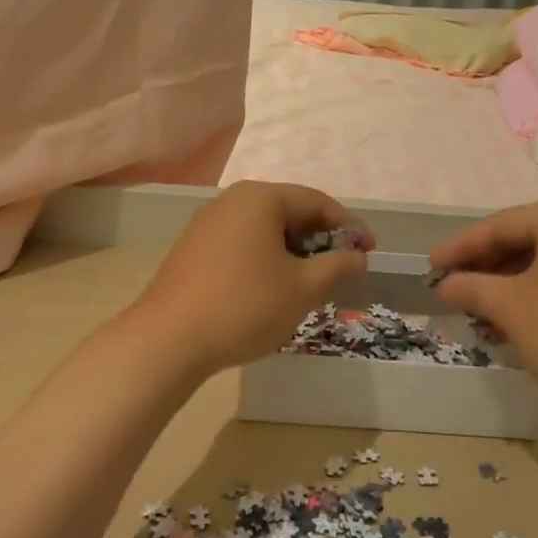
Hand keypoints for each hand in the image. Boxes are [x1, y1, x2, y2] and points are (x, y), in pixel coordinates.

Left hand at [131, 181, 370, 374]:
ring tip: (310, 284)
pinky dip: (266, 259)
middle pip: (289, 212)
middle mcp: (232, 200)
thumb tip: (358, 258)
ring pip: (264, 230)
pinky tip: (271, 289)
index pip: (317, 202)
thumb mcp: (303, 289)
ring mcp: (207, 223)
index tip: (370, 253)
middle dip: (320, 240)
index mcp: (260, 198)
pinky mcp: (193, 248)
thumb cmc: (244, 306)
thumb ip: (338, 267)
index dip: (349, 227)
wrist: (168, 339)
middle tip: (342, 271)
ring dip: (293, 252)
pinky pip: (242, 244)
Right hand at [429, 200, 537, 415]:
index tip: (431, 266)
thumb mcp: (511, 308)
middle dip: (488, 265)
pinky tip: (521, 318)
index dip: (461, 247)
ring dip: (513, 282)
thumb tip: (446, 285)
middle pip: (529, 238)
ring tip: (483, 310)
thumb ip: (472, 287)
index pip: (502, 224)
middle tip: (456, 287)